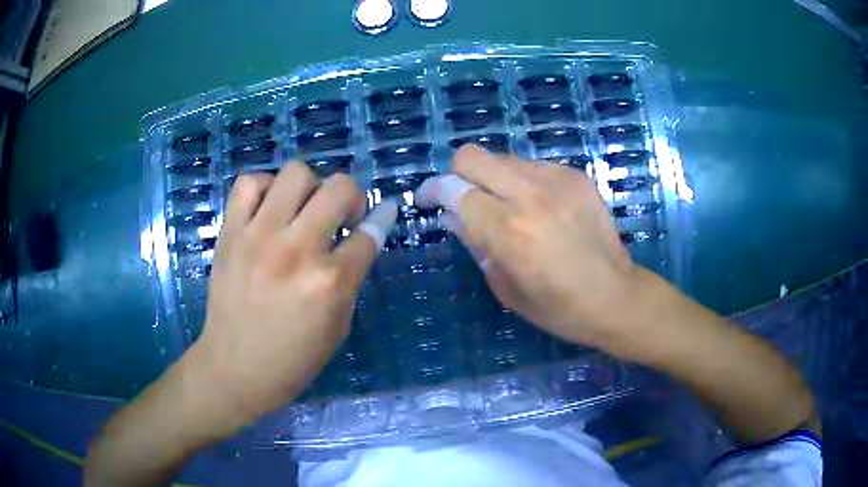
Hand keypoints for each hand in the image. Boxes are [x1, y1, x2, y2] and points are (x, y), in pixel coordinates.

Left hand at [188, 164, 396, 430]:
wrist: (235, 368)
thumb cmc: (293, 358)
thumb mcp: (338, 324)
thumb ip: (352, 276)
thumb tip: (366, 233)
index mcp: (329, 282)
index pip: (368, 233)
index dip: (381, 219)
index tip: (383, 211)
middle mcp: (296, 250)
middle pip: (339, 188)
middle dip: (351, 197)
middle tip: (340, 216)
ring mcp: (259, 236)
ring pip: (296, 173)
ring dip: (309, 187)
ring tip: (301, 209)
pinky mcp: (230, 233)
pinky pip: (248, 183)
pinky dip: (264, 187)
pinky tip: (267, 208)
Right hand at [416, 145, 637, 349]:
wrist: (616, 297)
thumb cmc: (558, 308)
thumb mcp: (505, 287)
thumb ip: (474, 244)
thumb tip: (451, 215)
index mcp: (507, 230)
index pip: (453, 188)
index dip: (432, 190)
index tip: (427, 200)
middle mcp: (529, 195)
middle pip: (473, 156)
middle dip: (458, 173)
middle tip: (463, 198)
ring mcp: (557, 180)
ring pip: (503, 158)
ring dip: (493, 178)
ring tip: (505, 206)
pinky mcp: (577, 176)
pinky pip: (533, 165)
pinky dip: (523, 181)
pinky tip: (537, 207)